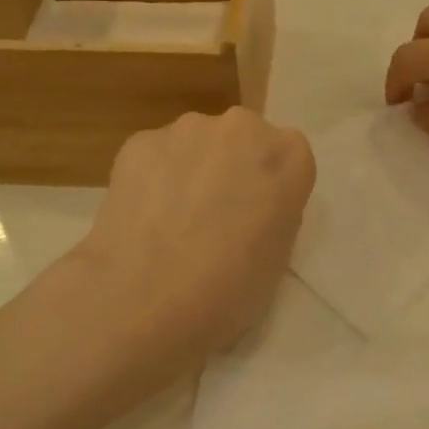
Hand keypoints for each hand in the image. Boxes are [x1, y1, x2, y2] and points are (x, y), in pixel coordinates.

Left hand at [73, 108, 315, 377]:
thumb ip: (275, 211)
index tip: (256, 216)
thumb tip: (251, 205)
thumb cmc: (230, 289)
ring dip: (190, 168)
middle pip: (242, 139)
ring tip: (170, 220)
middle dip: (231, 166)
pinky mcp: (140, 141)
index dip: (270, 187)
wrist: (147, 301)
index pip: (288, 158)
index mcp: (288, 155)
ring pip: (195, 143)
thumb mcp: (280, 255)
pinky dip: (151, 178)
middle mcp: (242, 127)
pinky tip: (140, 218)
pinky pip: (154, 156)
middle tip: (214, 216)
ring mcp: (187, 129)